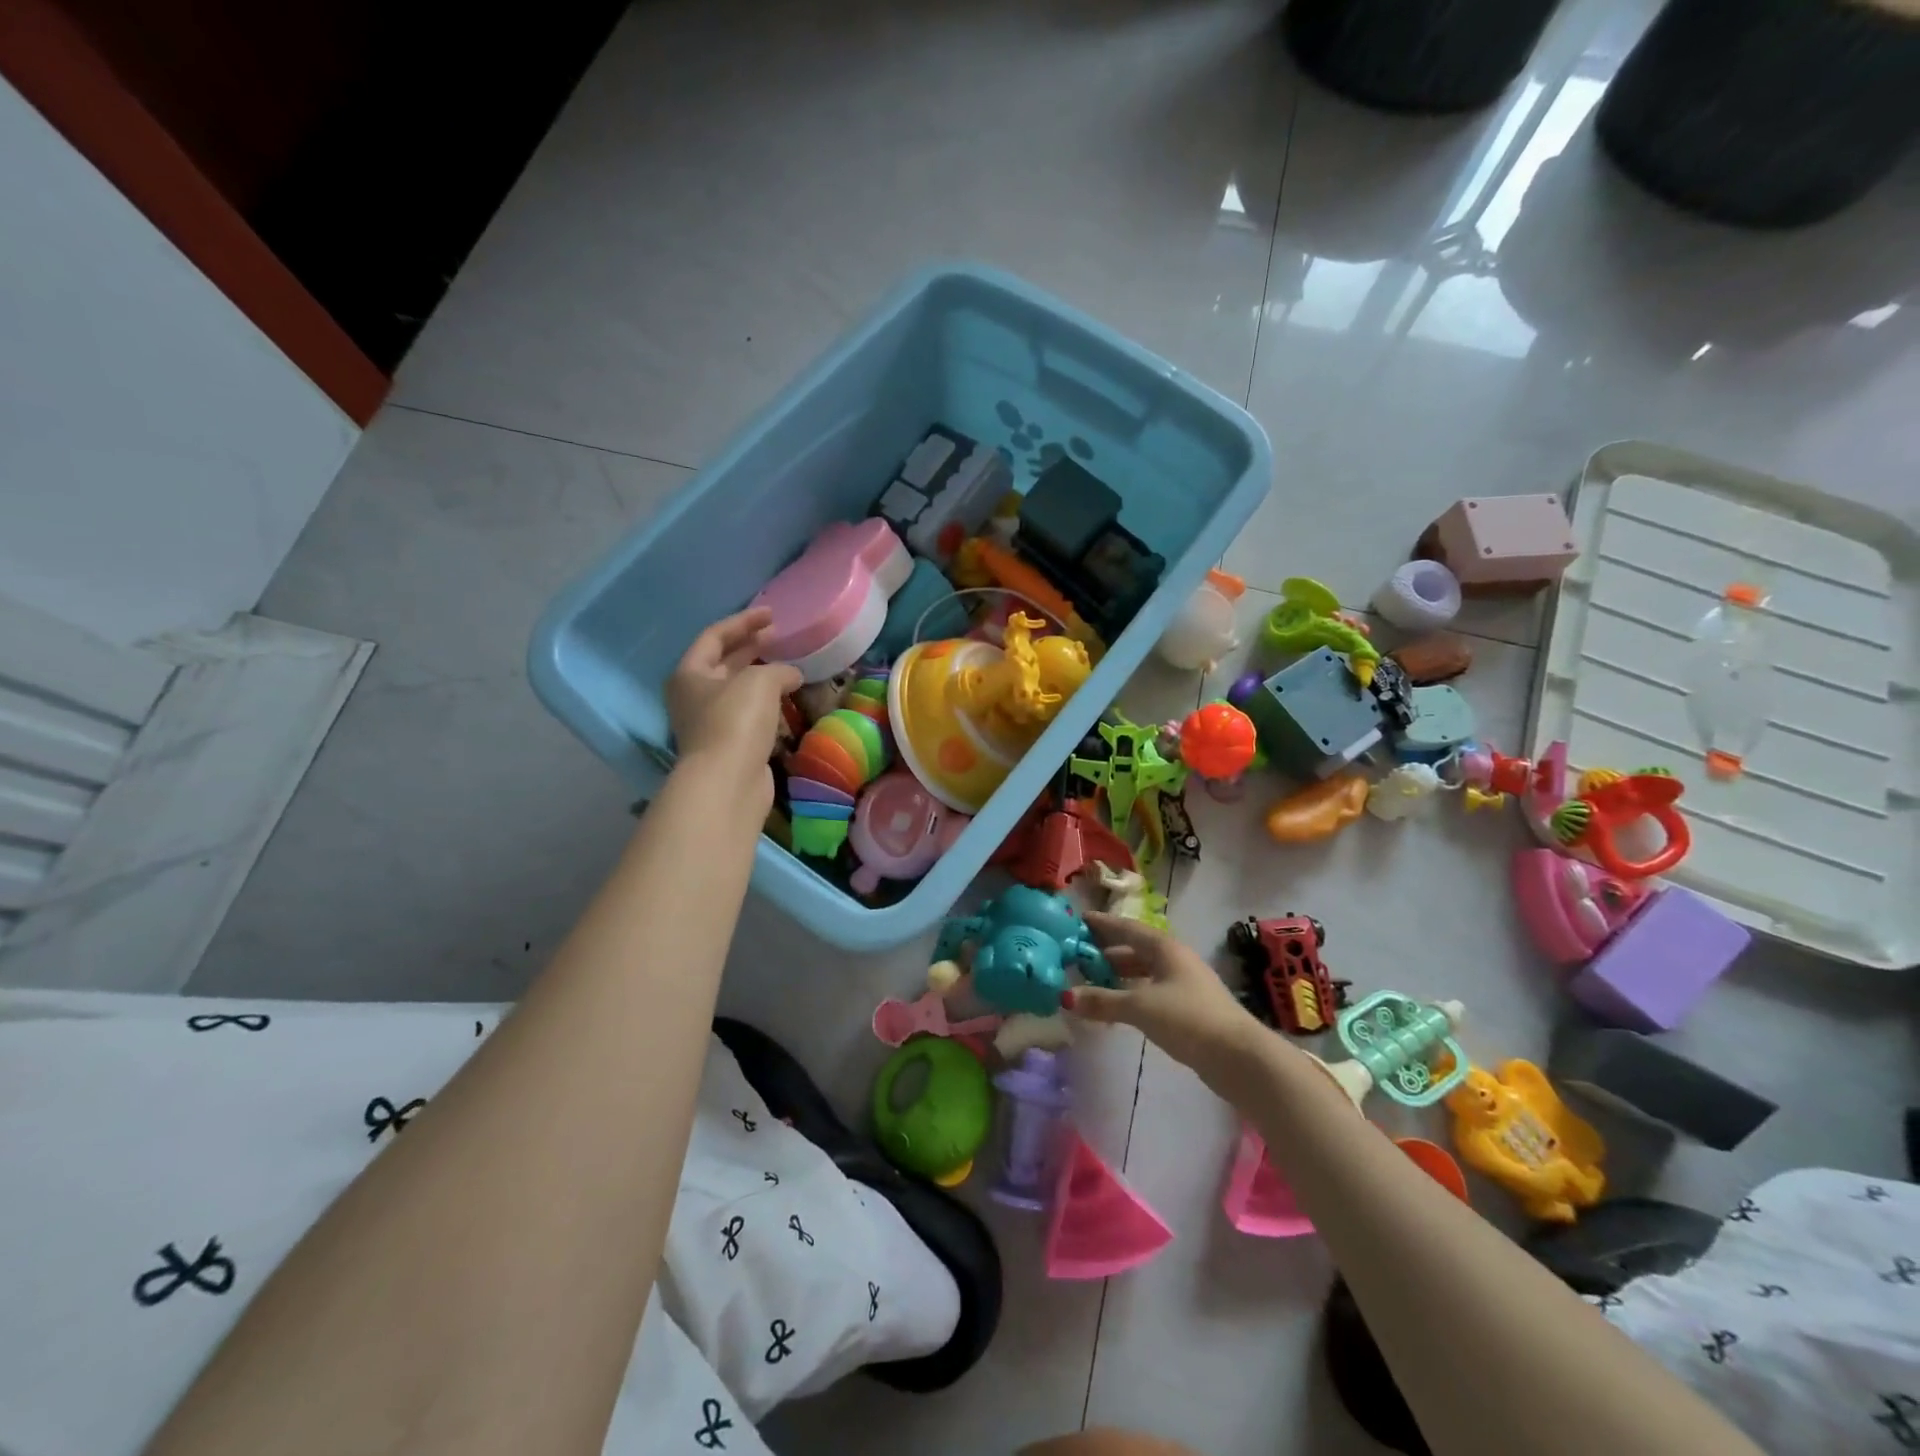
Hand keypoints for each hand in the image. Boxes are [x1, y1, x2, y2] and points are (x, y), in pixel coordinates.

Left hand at [666, 608, 801, 786]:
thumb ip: (779, 669)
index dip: (743, 622)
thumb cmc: (735, 721)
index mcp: (690, 673)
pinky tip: (787, 700)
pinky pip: (750, 715)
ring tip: (789, 667)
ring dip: (761, 677)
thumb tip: (792, 675)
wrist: (728, 782)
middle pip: (724, 663)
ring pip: (738, 690)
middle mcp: (694, 696)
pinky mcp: (730, 745)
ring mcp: (711, 723)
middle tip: (779, 638)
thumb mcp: (759, 681)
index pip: (714, 636)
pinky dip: (767, 703)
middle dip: (751, 648)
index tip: (772, 615)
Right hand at [1067, 913, 1270, 1096]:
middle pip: (1136, 949)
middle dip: (1108, 951)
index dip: (1103, 923)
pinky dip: (1132, 994)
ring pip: (1145, 971)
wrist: (1239, 1057)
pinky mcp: (1190, 1008)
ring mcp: (1185, 984)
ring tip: (1093, 982)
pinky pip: (1152, 991)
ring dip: (1120, 974)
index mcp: (1165, 948)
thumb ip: (1103, 1001)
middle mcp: (1175, 960)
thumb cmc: (1187, 1018)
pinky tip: (1119, 1008)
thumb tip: (1066, 997)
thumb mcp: (1140, 1007)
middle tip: (1079, 955)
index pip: (1127, 928)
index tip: (1080, 919)